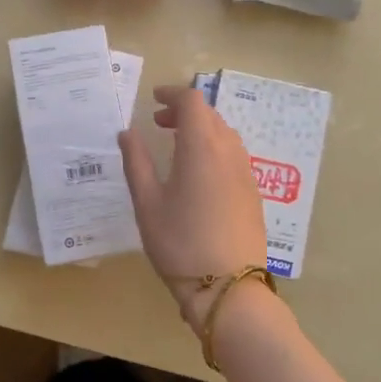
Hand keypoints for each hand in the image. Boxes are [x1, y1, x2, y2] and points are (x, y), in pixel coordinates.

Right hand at [118, 87, 268, 326]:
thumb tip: (127, 133)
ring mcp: (245, 172)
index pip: (192, 101)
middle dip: (184, 111)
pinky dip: (214, 149)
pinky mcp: (253, 193)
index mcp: (201, 147)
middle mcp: (229, 151)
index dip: (173, 94)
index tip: (154, 99)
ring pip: (225, 134)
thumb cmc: (180, 242)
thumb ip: (136, 162)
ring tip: (177, 148)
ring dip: (201, 130)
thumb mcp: (147, 203)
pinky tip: (199, 175)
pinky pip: (234, 155)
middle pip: (210, 114)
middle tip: (159, 124)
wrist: (228, 287)